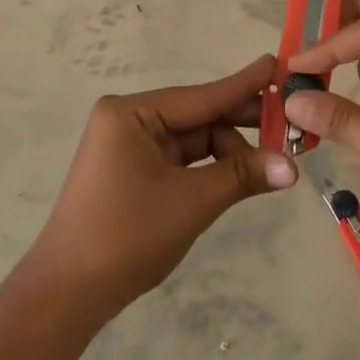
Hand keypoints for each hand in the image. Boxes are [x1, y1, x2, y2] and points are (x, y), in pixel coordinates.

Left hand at [25, 56, 297, 311]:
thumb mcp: (192, 202)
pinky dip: (209, 168)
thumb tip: (292, 167)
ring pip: (192, 140)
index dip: (244, 85)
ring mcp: (128, 146)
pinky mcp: (131, 171)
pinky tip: (239, 175)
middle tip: (290, 124)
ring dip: (228, 153)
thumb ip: (241, 176)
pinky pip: (180, 159)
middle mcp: (128, 120)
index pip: (202, 95)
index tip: (279, 64)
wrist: (67, 294)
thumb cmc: (126, 236)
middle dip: (241, 125)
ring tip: (270, 166)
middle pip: (198, 116)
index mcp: (131, 113)